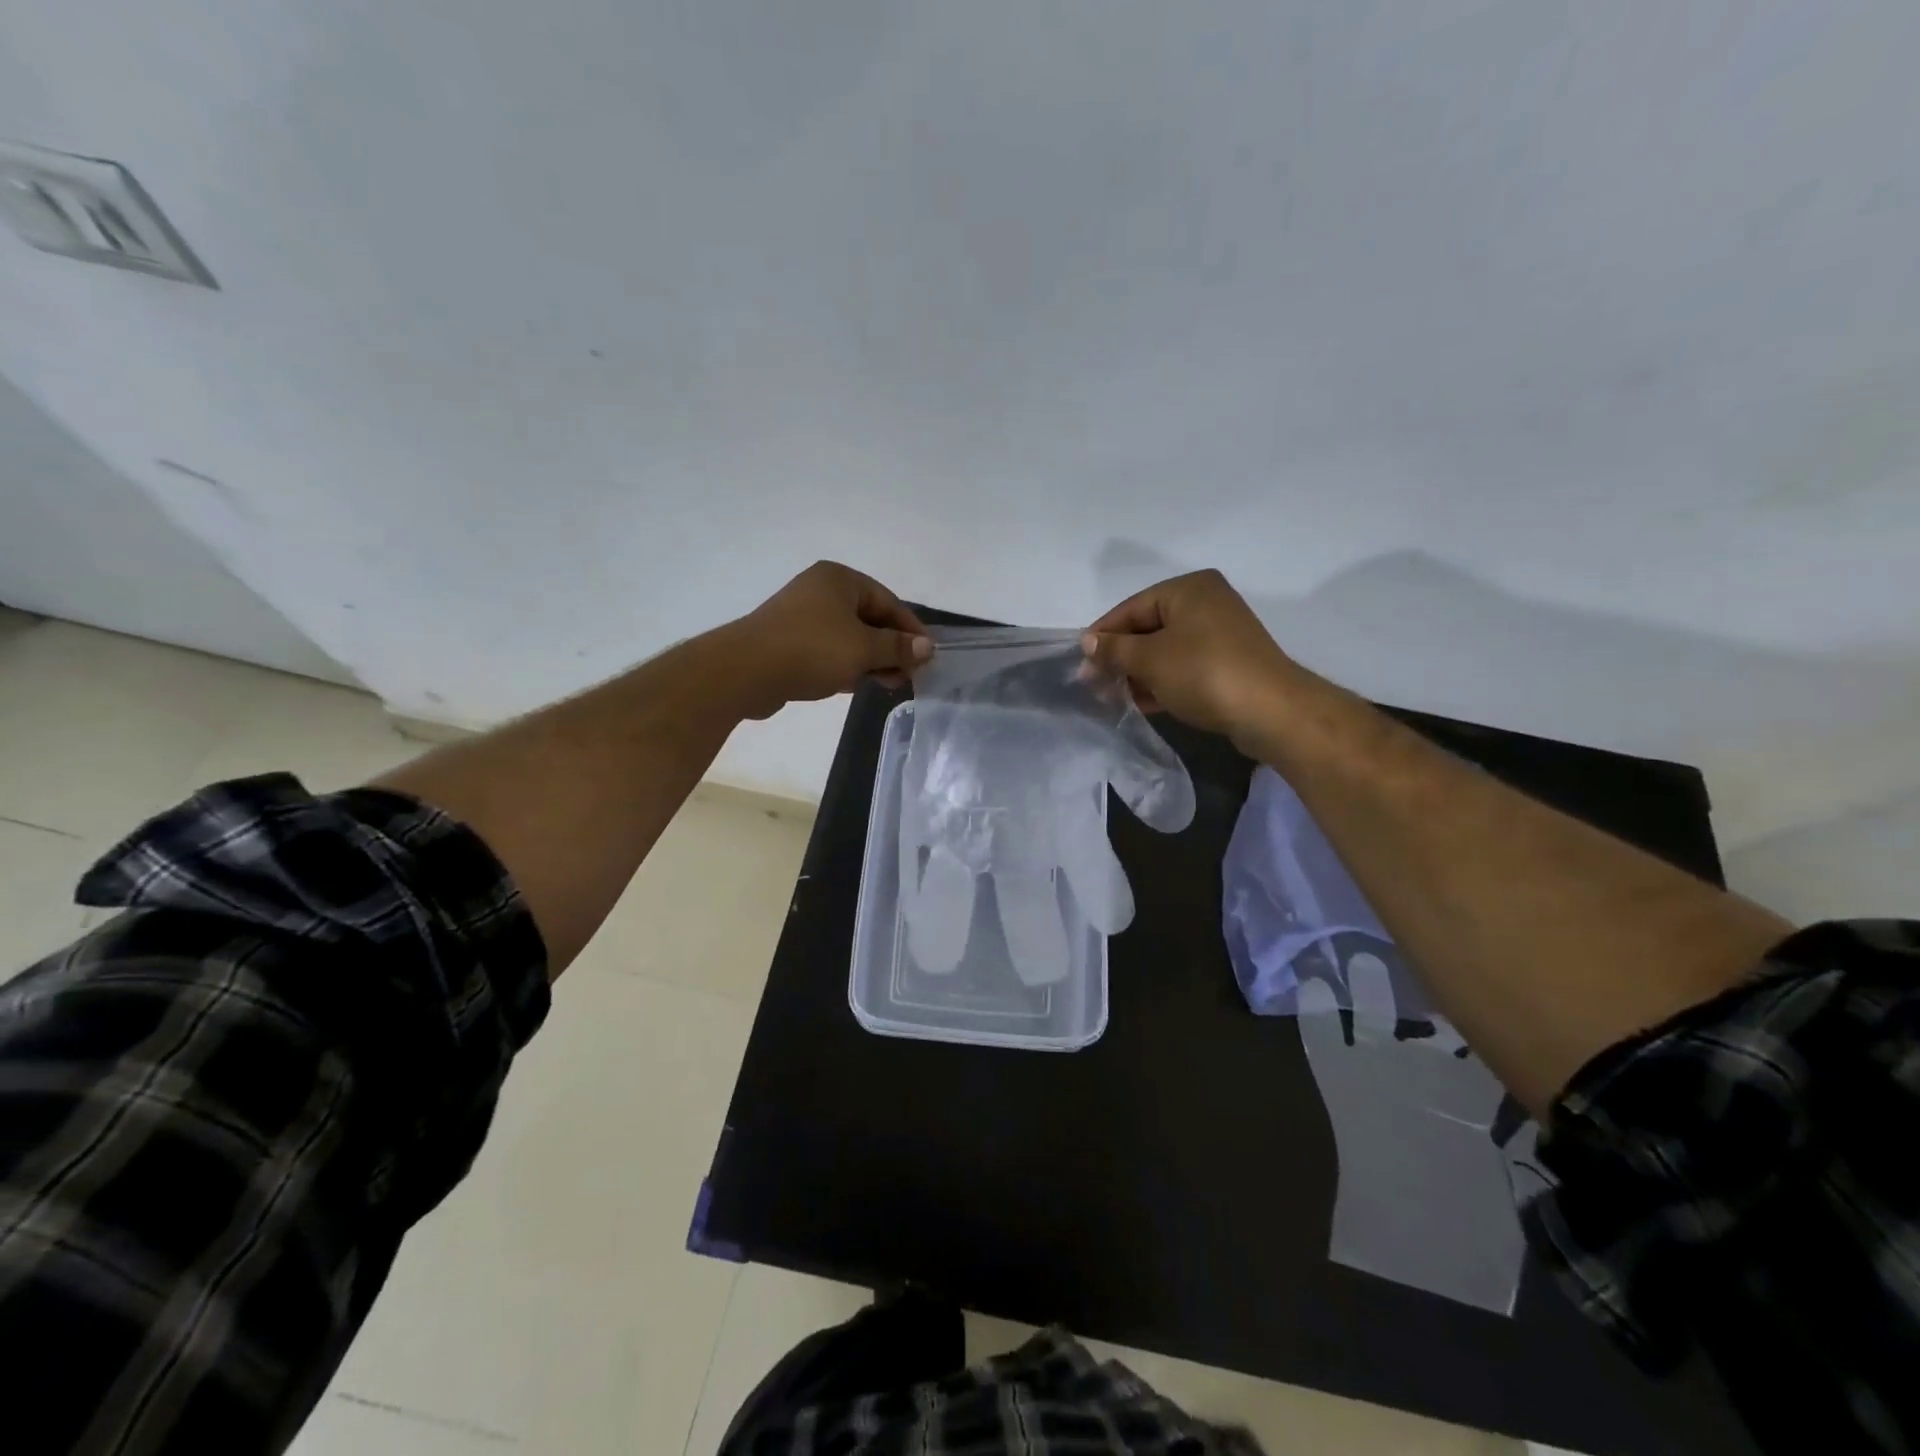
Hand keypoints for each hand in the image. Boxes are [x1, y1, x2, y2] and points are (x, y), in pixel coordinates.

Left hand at [724, 562, 931, 719]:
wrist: (746, 671)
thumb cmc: (812, 649)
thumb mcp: (863, 648)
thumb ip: (897, 647)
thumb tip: (928, 647)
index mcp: (840, 579)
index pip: (888, 601)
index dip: (911, 630)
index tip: (927, 657)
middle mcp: (821, 591)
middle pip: (869, 619)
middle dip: (891, 648)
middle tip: (909, 675)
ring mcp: (802, 617)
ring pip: (849, 637)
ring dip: (871, 660)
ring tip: (888, 684)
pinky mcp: (789, 642)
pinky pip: (829, 651)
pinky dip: (847, 665)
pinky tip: (858, 685)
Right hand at [1081, 570, 1300, 744]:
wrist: (1269, 711)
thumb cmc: (1203, 672)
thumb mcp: (1149, 659)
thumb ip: (1114, 649)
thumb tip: (1087, 642)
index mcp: (1187, 589)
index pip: (1131, 608)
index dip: (1102, 636)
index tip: (1080, 663)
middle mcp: (1206, 602)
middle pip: (1148, 628)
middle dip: (1120, 658)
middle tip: (1094, 685)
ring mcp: (1220, 634)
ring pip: (1165, 650)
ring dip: (1138, 673)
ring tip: (1114, 698)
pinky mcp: (1228, 663)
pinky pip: (1184, 666)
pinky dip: (1162, 681)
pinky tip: (1142, 703)